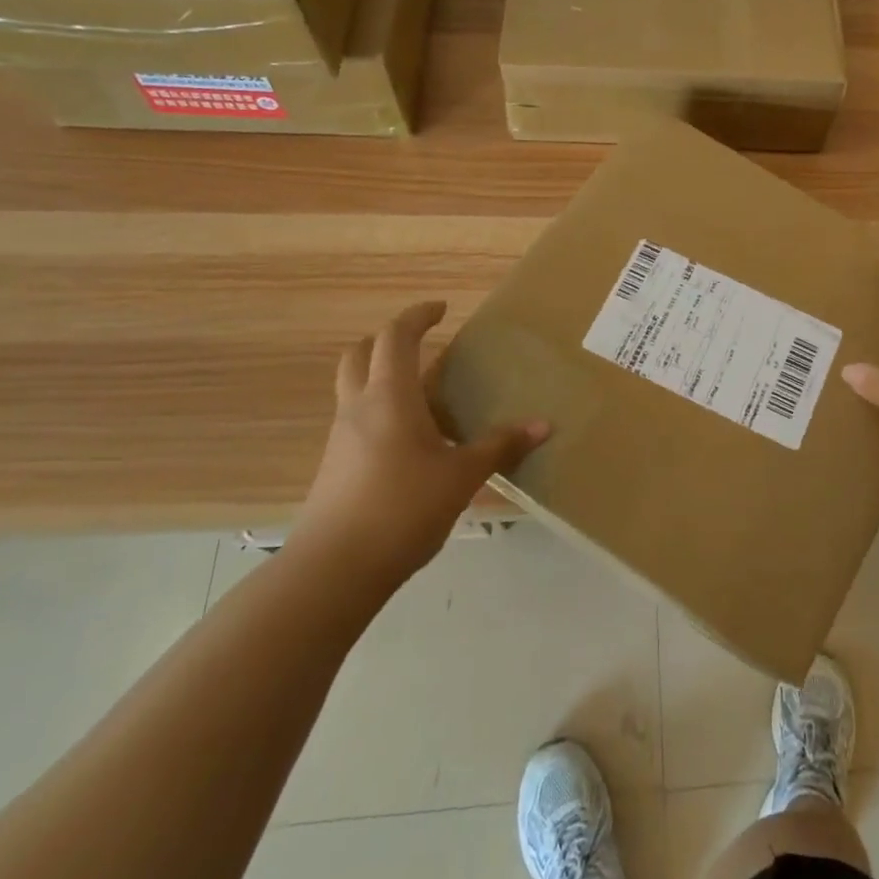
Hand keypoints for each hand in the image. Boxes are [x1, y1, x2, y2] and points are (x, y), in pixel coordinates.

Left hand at [288, 301, 548, 587]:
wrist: (334, 570)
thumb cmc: (403, 508)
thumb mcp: (462, 476)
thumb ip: (501, 446)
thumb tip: (544, 425)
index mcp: (390, 396)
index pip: (396, 337)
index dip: (418, 316)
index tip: (442, 309)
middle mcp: (359, 408)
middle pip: (359, 354)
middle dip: (388, 340)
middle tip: (422, 345)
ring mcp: (341, 438)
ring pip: (355, 388)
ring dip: (383, 378)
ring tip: (425, 398)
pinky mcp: (335, 467)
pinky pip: (357, 421)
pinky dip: (380, 412)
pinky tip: (412, 443)